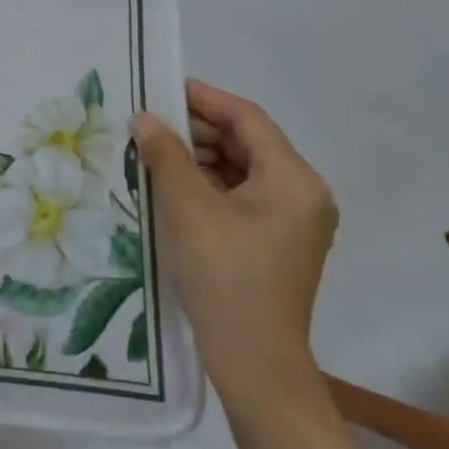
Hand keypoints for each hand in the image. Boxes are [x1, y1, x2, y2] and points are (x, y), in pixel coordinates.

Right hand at [132, 81, 336, 413]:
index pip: (248, 118)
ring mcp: (293, 221)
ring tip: (153, 153)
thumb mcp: (187, 207)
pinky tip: (171, 186)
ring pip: (242, 170)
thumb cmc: (223, 274)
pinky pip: (241, 196)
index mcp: (294, 179)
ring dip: (199, 157)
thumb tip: (145, 118)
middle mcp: (303, 194)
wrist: (253, 361)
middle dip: (197, 130)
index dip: (204, 98)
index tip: (163, 87)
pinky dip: (208, 185)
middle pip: (247, 143)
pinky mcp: (277, 243)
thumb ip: (166, 154)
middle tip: (149, 123)